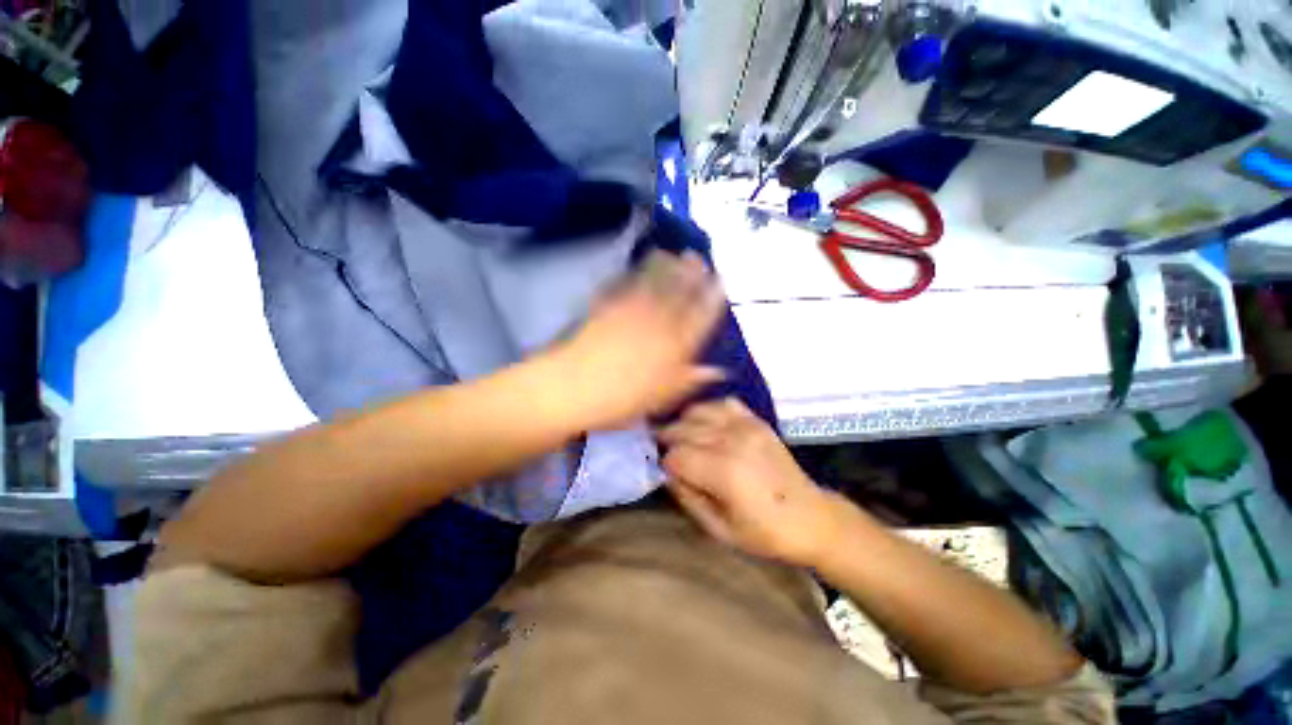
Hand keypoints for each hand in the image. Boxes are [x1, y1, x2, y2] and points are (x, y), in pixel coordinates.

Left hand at [558, 250, 726, 430]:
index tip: (720, 281)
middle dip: (691, 273)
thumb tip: (719, 372)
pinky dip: (635, 273)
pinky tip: (638, 267)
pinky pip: (626, 285)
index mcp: (676, 344)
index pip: (702, 315)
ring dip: (666, 266)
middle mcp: (658, 322)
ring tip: (673, 253)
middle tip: (698, 257)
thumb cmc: (623, 400)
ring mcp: (632, 310)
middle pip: (680, 292)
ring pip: (654, 283)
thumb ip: (691, 380)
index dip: (712, 296)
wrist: (575, 387)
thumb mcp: (663, 397)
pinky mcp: (608, 306)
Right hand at [658, 398, 848, 566]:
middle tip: (673, 457)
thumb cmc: (764, 532)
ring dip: (685, 424)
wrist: (811, 517)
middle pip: (682, 429)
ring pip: (698, 412)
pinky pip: (722, 403)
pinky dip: (709, 410)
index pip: (675, 456)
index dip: (666, 466)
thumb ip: (688, 498)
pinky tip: (709, 425)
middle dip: (670, 442)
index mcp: (723, 472)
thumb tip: (668, 474)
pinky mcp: (756, 421)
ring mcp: (745, 426)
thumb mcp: (719, 530)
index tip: (671, 475)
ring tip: (686, 439)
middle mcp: (731, 441)